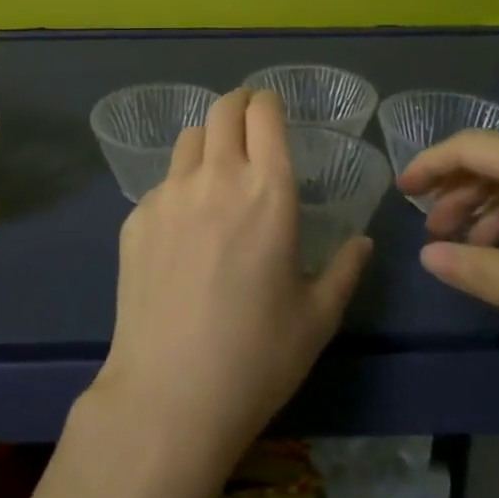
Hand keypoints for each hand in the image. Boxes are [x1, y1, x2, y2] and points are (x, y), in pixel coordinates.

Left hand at [94, 88, 372, 467]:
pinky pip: (162, 184)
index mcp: (268, 191)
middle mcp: (216, 177)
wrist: (170, 394)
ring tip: (216, 171)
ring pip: (188, 140)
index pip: (264, 114)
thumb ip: (344, 269)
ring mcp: (169, 194)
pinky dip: (179, 188)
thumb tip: (362, 242)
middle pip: (221, 109)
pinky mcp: (135, 217)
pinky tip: (184, 231)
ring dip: (207, 141)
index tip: (273, 111)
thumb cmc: (257, 356)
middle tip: (248, 124)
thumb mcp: (317, 317)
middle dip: (238, 105)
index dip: (269, 102)